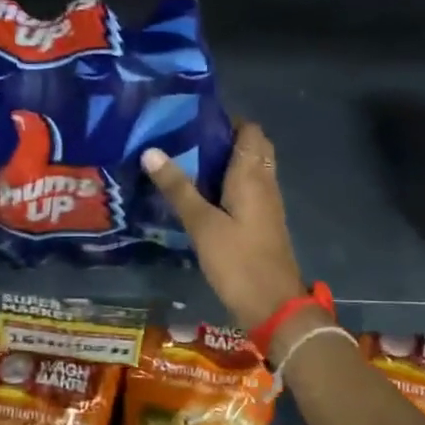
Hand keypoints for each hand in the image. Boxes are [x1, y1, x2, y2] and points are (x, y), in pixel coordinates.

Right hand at [141, 123, 307, 328]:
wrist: (273, 307)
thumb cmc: (238, 261)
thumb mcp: (202, 224)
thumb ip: (178, 188)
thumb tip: (150, 151)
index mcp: (252, 175)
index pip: (250, 131)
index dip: (226, 119)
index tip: (193, 118)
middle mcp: (265, 183)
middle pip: (253, 148)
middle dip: (225, 138)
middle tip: (188, 140)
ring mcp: (267, 204)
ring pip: (251, 169)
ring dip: (227, 161)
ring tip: (188, 160)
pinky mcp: (262, 223)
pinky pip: (248, 190)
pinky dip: (229, 183)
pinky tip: (202, 194)